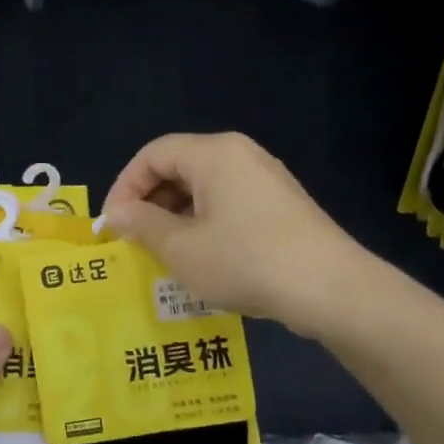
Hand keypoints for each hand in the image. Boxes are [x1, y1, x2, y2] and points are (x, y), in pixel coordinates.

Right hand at [102, 132, 366, 328]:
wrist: (330, 289)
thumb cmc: (245, 261)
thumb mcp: (181, 248)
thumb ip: (142, 225)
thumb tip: (118, 214)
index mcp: (213, 154)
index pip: (152, 154)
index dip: (125, 187)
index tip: (112, 225)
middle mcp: (240, 155)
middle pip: (179, 167)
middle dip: (149, 202)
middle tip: (134, 240)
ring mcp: (265, 179)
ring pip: (204, 188)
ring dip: (175, 217)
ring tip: (162, 254)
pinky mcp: (281, 205)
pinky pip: (228, 203)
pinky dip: (204, 224)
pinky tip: (201, 259)